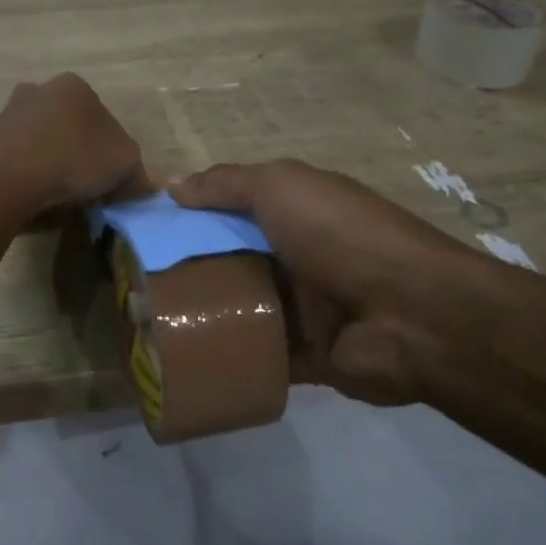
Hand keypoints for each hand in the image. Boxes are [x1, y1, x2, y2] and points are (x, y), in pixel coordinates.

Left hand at [0, 74, 150, 226]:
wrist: (5, 182)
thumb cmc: (72, 161)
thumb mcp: (123, 165)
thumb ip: (138, 171)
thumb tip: (143, 184)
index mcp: (75, 85)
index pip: (105, 119)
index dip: (113, 152)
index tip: (111, 179)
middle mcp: (40, 88)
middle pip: (73, 126)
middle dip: (82, 153)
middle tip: (89, 186)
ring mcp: (10, 112)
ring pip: (46, 139)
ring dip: (56, 161)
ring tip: (62, 194)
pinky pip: (22, 156)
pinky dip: (32, 171)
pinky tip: (37, 193)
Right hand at [169, 160, 507, 404]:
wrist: (412, 315)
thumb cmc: (341, 236)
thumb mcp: (282, 188)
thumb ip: (227, 184)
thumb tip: (171, 184)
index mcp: (294, 213)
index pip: (230, 210)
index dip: (189, 216)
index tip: (144, 229)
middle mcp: (296, 257)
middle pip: (230, 260)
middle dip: (186, 269)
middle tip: (133, 283)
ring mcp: (303, 309)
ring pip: (240, 310)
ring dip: (202, 315)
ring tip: (146, 324)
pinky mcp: (307, 357)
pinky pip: (258, 356)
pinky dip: (227, 358)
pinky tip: (183, 361)